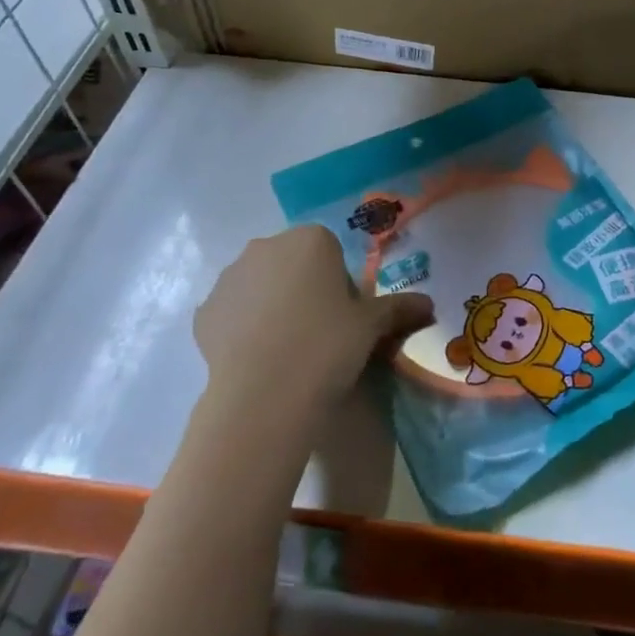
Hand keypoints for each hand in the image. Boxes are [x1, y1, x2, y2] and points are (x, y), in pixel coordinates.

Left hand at [192, 225, 433, 421]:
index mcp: (309, 239)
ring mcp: (229, 278)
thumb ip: (399, 308)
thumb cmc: (328, 345)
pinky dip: (244, 328)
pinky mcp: (204, 312)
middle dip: (304, 288)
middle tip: (320, 332)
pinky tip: (259, 359)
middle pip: (292, 263)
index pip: (330, 252)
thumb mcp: (372, 327)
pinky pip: (233, 312)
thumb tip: (430, 305)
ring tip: (287, 349)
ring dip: (272, 305)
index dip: (340, 283)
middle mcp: (265, 247)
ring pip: (260, 285)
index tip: (345, 316)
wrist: (265, 396)